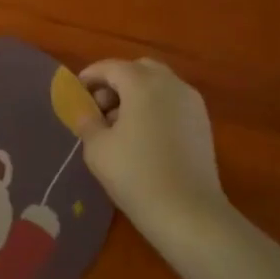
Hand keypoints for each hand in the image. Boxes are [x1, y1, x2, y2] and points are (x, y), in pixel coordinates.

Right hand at [73, 58, 226, 232]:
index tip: (76, 92)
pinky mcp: (203, 122)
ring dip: (137, 94)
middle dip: (117, 82)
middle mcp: (171, 84)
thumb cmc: (135, 175)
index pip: (111, 67)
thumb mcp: (97, 148)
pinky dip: (155, 107)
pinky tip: (144, 136)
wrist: (187, 211)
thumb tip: (83, 109)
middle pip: (139, 69)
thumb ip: (86, 121)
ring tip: (120, 126)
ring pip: (159, 84)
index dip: (90, 76)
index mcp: (143, 84)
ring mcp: (192, 102)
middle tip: (100, 108)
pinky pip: (173, 102)